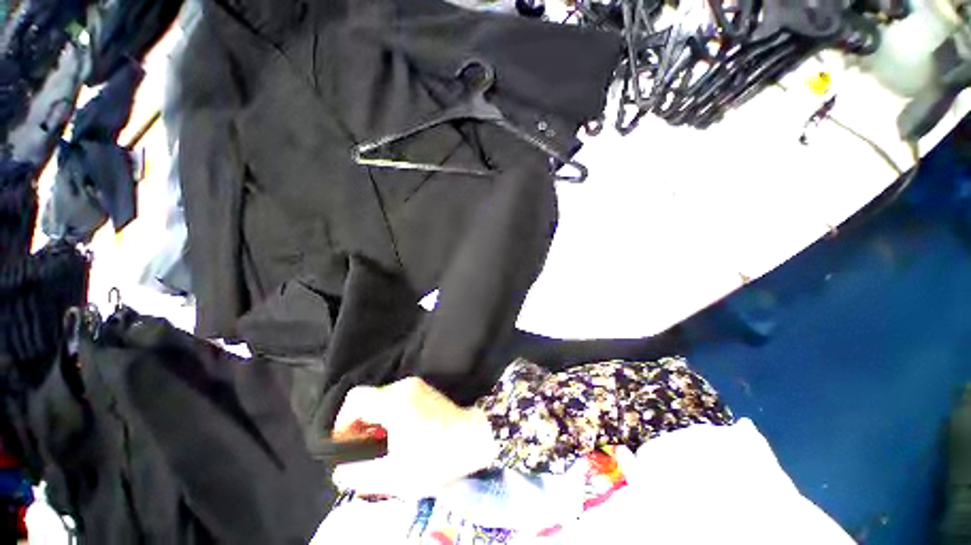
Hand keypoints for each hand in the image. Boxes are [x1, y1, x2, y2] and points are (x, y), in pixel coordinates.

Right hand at [330, 377, 497, 497]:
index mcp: (394, 401)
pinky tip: (399, 437)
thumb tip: (342, 469)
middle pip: (369, 400)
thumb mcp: (394, 476)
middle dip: (359, 425)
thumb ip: (360, 475)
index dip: (342, 422)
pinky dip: (390, 416)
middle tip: (363, 451)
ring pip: (383, 400)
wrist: (474, 439)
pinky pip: (398, 400)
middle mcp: (404, 387)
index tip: (345, 445)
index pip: (355, 399)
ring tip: (381, 448)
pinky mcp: (426, 391)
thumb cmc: (436, 457)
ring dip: (375, 422)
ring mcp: (417, 386)